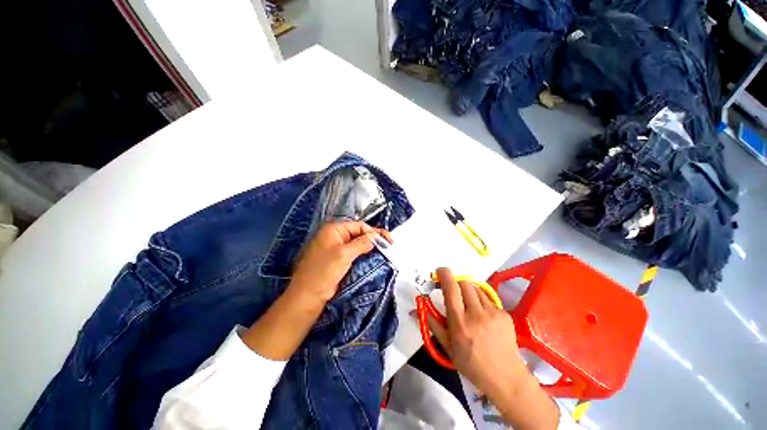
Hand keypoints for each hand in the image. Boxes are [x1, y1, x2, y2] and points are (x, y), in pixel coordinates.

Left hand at [290, 221, 391, 302]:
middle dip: (373, 238)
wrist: (308, 296)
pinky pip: (353, 253)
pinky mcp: (337, 259)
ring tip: (384, 251)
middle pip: (358, 234)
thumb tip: (375, 237)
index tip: (388, 240)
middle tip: (389, 245)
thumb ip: (362, 243)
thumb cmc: (324, 271)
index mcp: (333, 229)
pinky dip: (363, 254)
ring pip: (357, 244)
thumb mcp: (344, 254)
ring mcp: (335, 248)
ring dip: (369, 247)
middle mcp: (334, 236)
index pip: (359, 226)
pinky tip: (372, 257)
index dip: (374, 232)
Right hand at [427, 268, 558, 429]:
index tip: (440, 271)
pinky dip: (481, 302)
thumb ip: (432, 323)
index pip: (451, 288)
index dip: (444, 275)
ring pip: (476, 289)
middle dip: (456, 283)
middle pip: (464, 283)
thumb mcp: (447, 346)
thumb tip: (415, 309)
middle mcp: (476, 313)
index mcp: (459, 321)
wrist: (505, 377)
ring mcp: (492, 312)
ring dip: (468, 292)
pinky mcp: (504, 314)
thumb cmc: (471, 364)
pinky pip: (488, 299)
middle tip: (453, 292)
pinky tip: (483, 317)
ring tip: (469, 306)